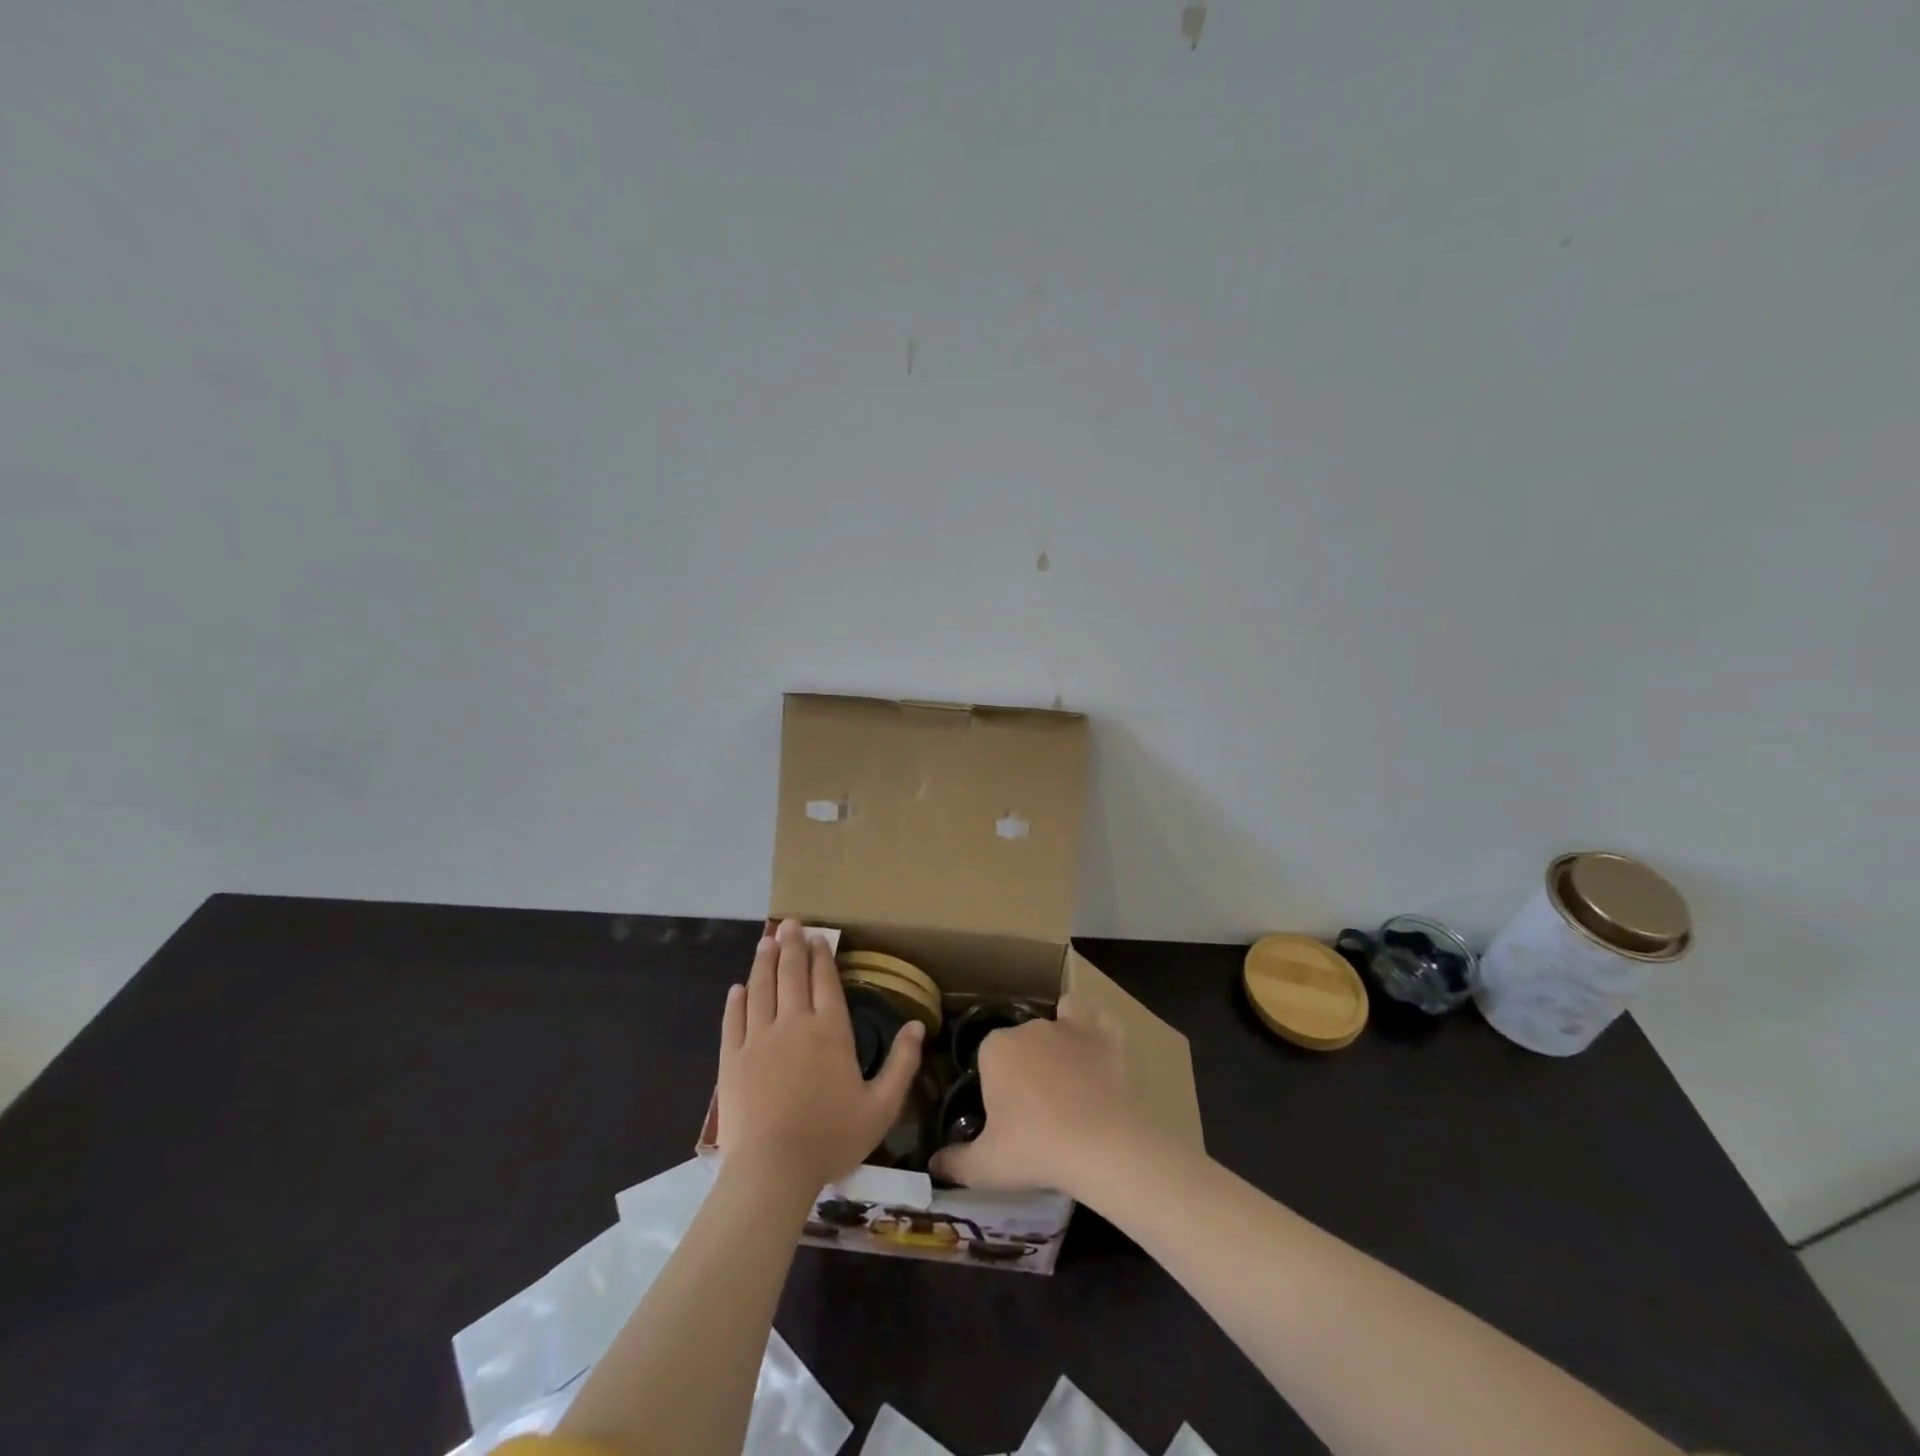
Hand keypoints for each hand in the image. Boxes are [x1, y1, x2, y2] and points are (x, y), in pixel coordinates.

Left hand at [717, 919, 923, 1191]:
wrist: (773, 1170)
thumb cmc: (832, 1138)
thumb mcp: (882, 1106)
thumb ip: (902, 1063)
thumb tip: (918, 1025)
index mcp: (830, 1031)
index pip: (825, 982)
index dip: (822, 957)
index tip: (819, 937)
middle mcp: (794, 1024)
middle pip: (792, 975)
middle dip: (792, 946)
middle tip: (791, 923)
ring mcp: (759, 1040)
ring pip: (761, 989)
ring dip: (764, 962)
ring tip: (766, 941)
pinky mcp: (733, 1059)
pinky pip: (734, 1021)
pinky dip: (736, 1001)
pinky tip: (737, 988)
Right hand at [929, 994, 1142, 1195]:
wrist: (1100, 1144)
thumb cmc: (1035, 1150)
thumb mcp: (985, 1166)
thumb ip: (954, 1162)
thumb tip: (934, 1164)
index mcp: (994, 1048)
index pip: (987, 1056)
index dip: (995, 1083)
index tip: (1004, 1113)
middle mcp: (1028, 1027)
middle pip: (1020, 1040)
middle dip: (1024, 1064)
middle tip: (1035, 1107)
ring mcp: (1067, 1027)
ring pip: (1056, 1023)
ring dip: (1057, 1041)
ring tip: (1066, 1079)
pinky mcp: (1103, 1034)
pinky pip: (1095, 1022)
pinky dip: (1094, 1033)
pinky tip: (1095, 1053)